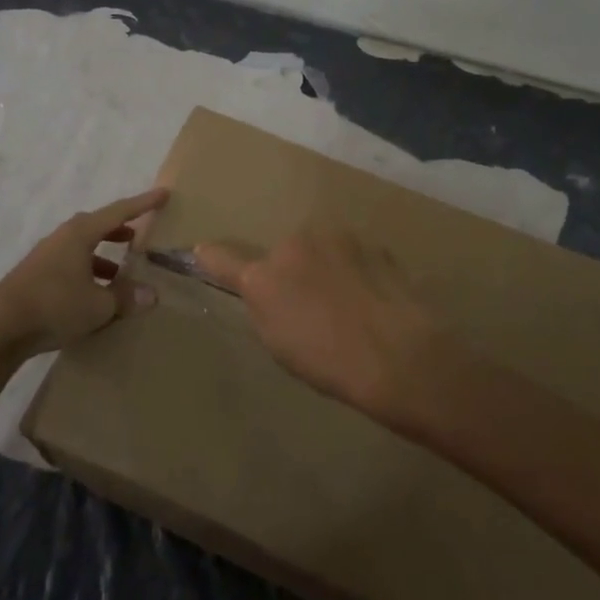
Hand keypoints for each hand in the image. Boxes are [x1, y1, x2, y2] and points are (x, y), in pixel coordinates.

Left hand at [0, 188, 168, 357]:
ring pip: (83, 248)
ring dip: (104, 256)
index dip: (143, 204)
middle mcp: (63, 238)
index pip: (119, 212)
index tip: (163, 194)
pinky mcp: (36, 276)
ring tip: (121, 272)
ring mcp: (47, 256)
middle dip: (120, 230)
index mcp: (81, 234)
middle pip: (98, 226)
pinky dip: (88, 272)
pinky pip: (71, 265)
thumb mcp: (99, 305)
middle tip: (140, 236)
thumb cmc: (54, 306)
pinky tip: (94, 295)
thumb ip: (126, 297)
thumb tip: (152, 294)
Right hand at [192, 229, 444, 412]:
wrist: (398, 354)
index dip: (211, 258)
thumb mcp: (279, 343)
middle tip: (311, 306)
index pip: (223, 259)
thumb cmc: (328, 361)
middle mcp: (295, 243)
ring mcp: (337, 238)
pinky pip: (354, 256)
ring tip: (348, 304)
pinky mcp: (373, 244)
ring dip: (326, 266)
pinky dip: (357, 270)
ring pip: (321, 250)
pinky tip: (372, 298)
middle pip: (284, 253)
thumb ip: (260, 306)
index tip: (202, 252)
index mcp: (263, 276)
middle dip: (292, 271)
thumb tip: (254, 287)